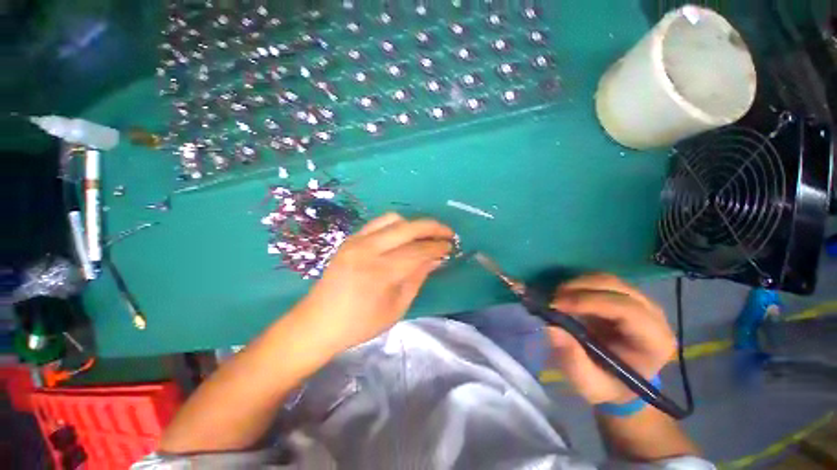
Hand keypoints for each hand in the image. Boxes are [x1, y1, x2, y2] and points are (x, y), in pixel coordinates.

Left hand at [298, 213, 453, 352]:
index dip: (437, 247)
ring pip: (393, 219)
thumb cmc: (360, 323)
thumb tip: (435, 259)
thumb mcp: (396, 307)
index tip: (450, 247)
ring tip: (426, 235)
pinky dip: (396, 225)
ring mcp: (356, 240)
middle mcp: (368, 249)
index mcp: (380, 271)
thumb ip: (417, 278)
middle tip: (447, 233)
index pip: (418, 251)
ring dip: (414, 224)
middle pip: (408, 228)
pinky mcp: (350, 239)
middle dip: (432, 227)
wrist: (318, 322)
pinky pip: (379, 223)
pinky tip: (403, 235)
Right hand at [547, 274, 675, 404]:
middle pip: (617, 287)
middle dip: (580, 288)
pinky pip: (601, 281)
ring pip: (608, 279)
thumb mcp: (589, 384)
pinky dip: (579, 284)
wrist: (620, 381)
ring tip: (556, 297)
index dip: (590, 302)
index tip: (557, 304)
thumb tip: (552, 328)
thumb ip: (573, 360)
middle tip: (552, 299)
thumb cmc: (607, 385)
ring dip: (577, 284)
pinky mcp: (625, 296)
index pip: (627, 310)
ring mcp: (641, 302)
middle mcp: (653, 316)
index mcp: (654, 342)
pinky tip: (566, 295)